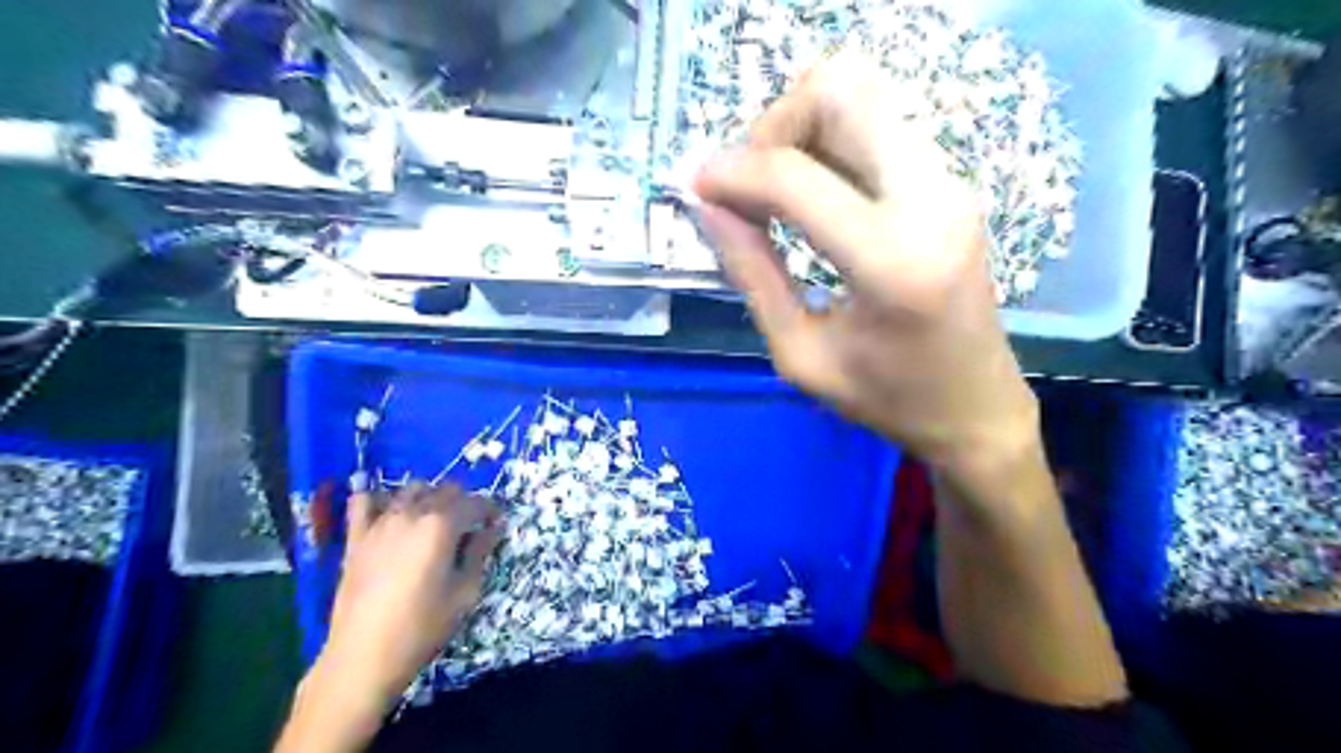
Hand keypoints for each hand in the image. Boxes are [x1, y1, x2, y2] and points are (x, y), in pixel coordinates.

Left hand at [321, 484, 503, 712]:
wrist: (363, 658)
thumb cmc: (423, 627)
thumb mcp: (465, 592)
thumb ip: (480, 552)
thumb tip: (493, 528)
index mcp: (442, 525)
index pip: (476, 502)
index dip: (491, 510)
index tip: (496, 524)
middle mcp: (412, 514)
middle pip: (446, 490)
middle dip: (464, 502)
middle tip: (470, 527)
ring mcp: (380, 523)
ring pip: (411, 489)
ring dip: (429, 497)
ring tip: (434, 521)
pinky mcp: (356, 538)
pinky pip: (363, 501)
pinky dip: (379, 499)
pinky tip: (388, 512)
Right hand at [696, 55, 1039, 484]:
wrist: (976, 407)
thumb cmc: (886, 399)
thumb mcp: (800, 355)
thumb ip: (751, 274)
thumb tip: (708, 207)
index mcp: (892, 262)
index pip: (795, 177)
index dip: (733, 172)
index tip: (697, 186)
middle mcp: (931, 202)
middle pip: (841, 92)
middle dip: (774, 126)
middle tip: (747, 184)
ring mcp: (949, 184)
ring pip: (862, 96)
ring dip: (801, 129)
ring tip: (773, 192)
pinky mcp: (950, 184)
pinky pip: (878, 125)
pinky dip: (829, 142)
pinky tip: (809, 194)